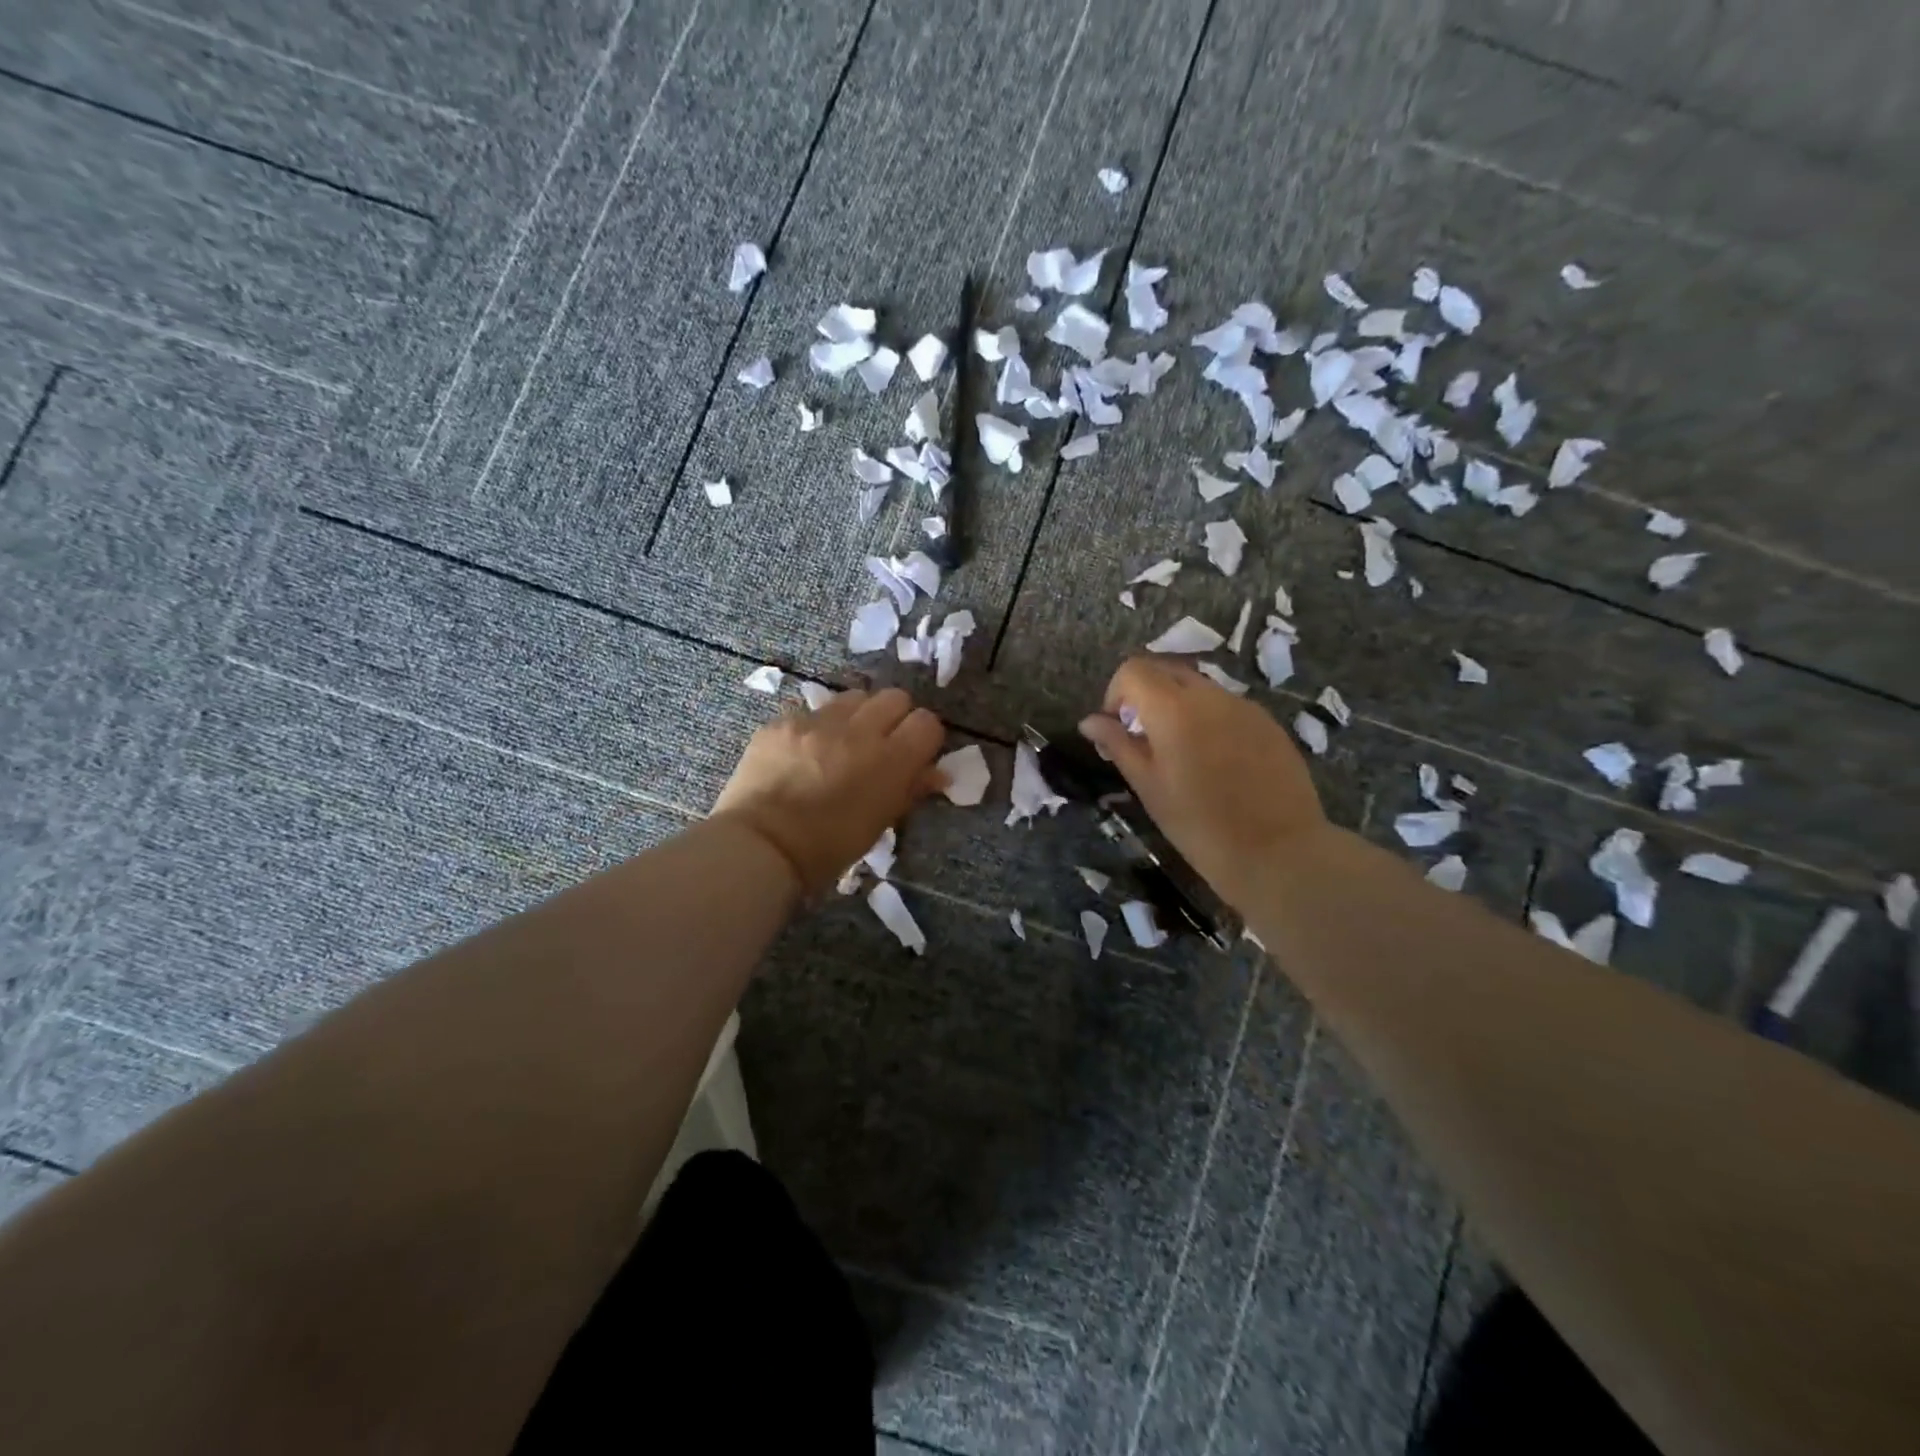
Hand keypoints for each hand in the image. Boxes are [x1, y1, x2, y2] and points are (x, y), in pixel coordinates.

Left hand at [712, 687, 945, 894]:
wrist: (761, 847)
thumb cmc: (828, 848)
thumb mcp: (879, 823)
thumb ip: (910, 790)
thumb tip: (936, 774)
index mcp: (890, 760)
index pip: (927, 723)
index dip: (923, 737)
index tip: (914, 753)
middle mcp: (858, 730)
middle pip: (894, 698)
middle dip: (894, 717)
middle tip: (881, 743)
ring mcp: (817, 721)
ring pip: (854, 697)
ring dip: (857, 715)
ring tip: (843, 742)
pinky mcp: (783, 721)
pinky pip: (812, 712)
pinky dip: (816, 728)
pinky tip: (803, 754)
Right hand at [1078, 657, 1327, 909]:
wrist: (1277, 851)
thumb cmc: (1198, 824)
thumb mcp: (1148, 786)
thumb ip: (1118, 744)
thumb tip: (1089, 722)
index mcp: (1173, 708)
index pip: (1133, 670)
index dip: (1116, 693)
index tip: (1118, 729)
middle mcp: (1210, 695)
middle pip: (1166, 670)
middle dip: (1145, 695)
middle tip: (1144, 739)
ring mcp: (1244, 706)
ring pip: (1199, 688)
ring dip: (1178, 706)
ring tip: (1181, 754)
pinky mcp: (1268, 723)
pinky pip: (1227, 706)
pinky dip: (1209, 719)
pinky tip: (1217, 763)